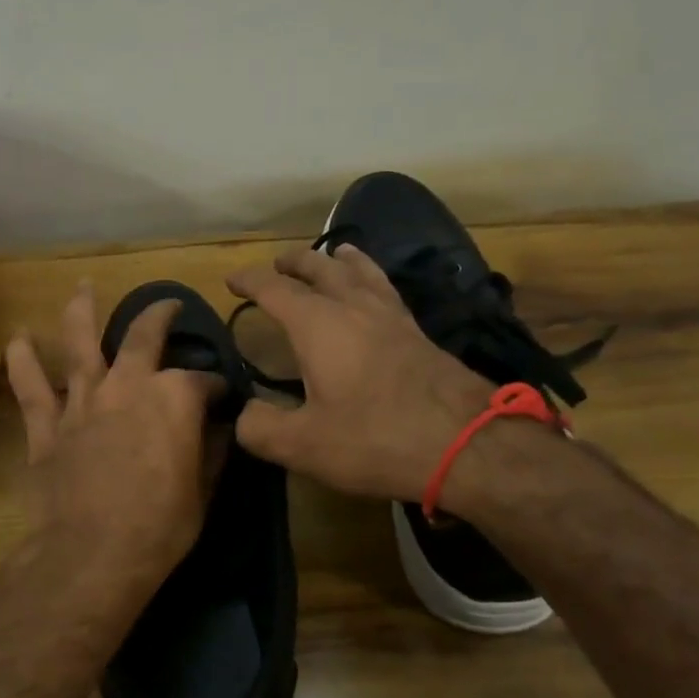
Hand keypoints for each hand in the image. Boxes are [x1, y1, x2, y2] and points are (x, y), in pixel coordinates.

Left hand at [4, 284, 220, 590]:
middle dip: (160, 316)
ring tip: (83, 287)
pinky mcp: (47, 426)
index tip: (222, 396)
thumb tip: (218, 428)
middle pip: (143, 336)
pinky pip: (31, 387)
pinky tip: (20, 338)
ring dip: (82, 311)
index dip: (216, 386)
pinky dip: (24, 361)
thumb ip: (211, 450)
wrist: (94, 554)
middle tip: (169, 307)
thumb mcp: (204, 490)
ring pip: (80, 344)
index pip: (203, 380)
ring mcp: (82, 402)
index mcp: (173, 398)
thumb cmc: (161, 526)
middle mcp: (127, 386)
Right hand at [226, 245, 494, 502]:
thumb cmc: (375, 439)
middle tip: (279, 262)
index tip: (232, 280)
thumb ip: (260, 428)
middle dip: (295, 262)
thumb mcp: (303, 445)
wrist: (466, 444)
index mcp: (319, 325)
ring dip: (341, 260)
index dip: (250, 281)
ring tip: (337, 252)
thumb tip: (242, 415)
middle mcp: (355, 308)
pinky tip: (379, 295)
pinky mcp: (420, 334)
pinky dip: (373, 279)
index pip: (275, 289)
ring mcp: (393, 318)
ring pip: (363, 272)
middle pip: (322, 269)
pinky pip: (388, 291)